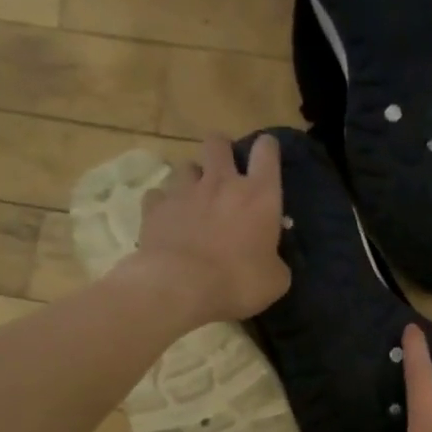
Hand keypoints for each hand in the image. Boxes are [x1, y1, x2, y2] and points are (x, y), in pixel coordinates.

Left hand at [130, 135, 290, 322]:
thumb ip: (276, 261)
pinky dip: (164, 204)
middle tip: (224, 170)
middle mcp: (221, 182)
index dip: (268, 148)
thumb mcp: (275, 280)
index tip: (267, 154)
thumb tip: (272, 260)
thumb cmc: (238, 283)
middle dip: (222, 150)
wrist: (181, 288)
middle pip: (218, 143)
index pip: (267, 151)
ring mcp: (184, 191)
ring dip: (191, 178)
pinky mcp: (155, 207)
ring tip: (193, 198)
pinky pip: (158, 194)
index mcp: (259, 195)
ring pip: (186, 166)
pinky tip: (167, 219)